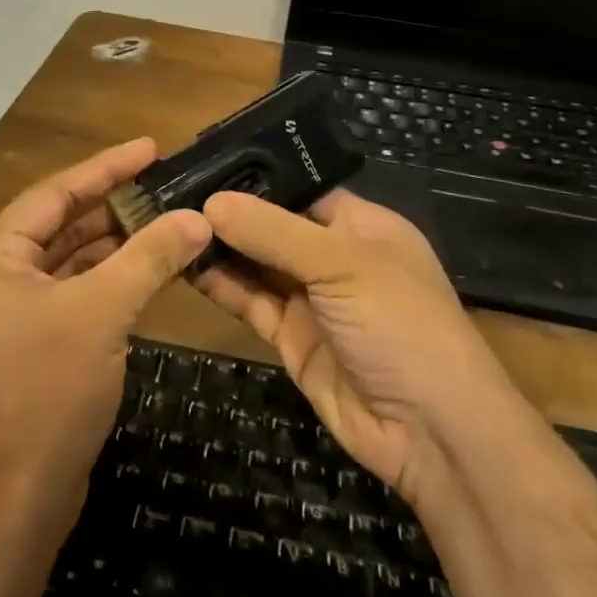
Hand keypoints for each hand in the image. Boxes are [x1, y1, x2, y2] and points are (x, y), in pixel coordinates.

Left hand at [0, 138, 210, 510]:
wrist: (14, 495)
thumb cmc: (46, 390)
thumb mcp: (102, 313)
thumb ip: (150, 257)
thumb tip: (198, 217)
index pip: (56, 192)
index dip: (107, 167)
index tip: (151, 147)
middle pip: (62, 223)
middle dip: (114, 204)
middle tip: (166, 184)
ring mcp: (12, 310)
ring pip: (70, 259)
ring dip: (115, 242)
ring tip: (166, 221)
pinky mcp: (32, 342)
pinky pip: (74, 292)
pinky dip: (108, 279)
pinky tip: (146, 270)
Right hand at [197, 189, 503, 501]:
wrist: (430, 431)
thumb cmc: (399, 324)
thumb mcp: (340, 264)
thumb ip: (273, 232)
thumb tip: (211, 201)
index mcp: (361, 226)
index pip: (301, 188)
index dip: (255, 177)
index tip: (202, 164)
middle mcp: (334, 257)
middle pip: (272, 226)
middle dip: (229, 213)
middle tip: (170, 194)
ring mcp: (311, 299)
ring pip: (256, 264)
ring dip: (219, 248)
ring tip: (167, 224)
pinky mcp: (290, 337)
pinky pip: (250, 302)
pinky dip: (220, 285)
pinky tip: (185, 265)